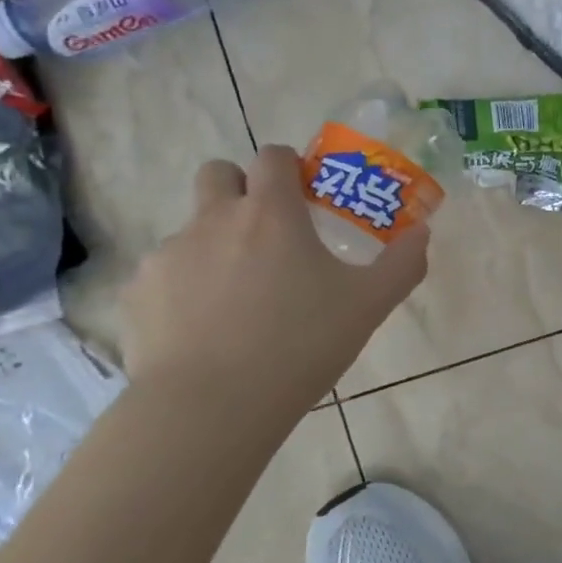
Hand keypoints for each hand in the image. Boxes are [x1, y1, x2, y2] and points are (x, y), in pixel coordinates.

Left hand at [123, 146, 427, 410]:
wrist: (212, 405)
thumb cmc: (300, 344)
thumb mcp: (369, 306)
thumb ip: (402, 264)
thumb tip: (423, 234)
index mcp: (271, 213)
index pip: (273, 157)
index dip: (289, 167)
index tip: (304, 196)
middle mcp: (215, 219)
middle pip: (218, 173)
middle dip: (240, 189)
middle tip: (265, 234)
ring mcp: (169, 254)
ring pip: (191, 229)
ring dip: (214, 245)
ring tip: (237, 300)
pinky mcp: (138, 292)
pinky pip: (164, 275)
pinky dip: (184, 289)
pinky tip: (203, 330)